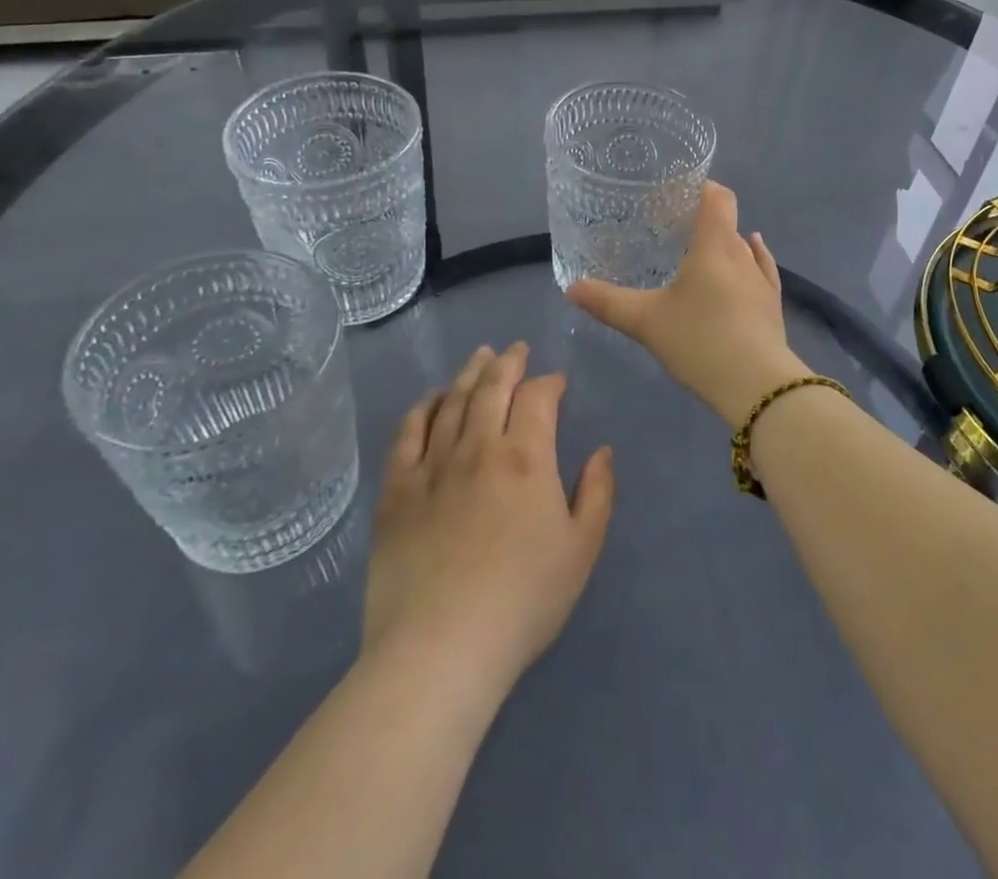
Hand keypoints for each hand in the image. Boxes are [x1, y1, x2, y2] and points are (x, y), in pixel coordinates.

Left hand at [361, 343, 614, 701]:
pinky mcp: (396, 491)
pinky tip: (431, 398)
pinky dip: (423, 408)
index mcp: (526, 456)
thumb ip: (597, 492)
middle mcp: (478, 446)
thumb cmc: (523, 601)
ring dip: (468, 374)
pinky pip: (407, 434)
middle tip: (515, 348)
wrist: (441, 649)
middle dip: (508, 361)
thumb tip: (601, 450)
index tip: (557, 382)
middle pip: (492, 387)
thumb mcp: (581, 549)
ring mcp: (432, 466)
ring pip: (452, 402)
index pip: (538, 396)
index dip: (549, 381)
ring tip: (478, 357)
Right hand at [567, 182, 809, 425]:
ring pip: (741, 247)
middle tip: (669, 228)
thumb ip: (608, 302)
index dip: (700, 186)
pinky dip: (750, 258)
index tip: (675, 190)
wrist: (758, 386)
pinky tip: (749, 255)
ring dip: (721, 243)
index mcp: (714, 246)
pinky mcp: (773, 304)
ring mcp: (761, 279)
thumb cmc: (700, 341)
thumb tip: (572, 288)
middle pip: (725, 221)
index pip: (717, 197)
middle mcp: (741, 254)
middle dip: (701, 218)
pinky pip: (760, 268)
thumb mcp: (647, 322)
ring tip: (695, 251)